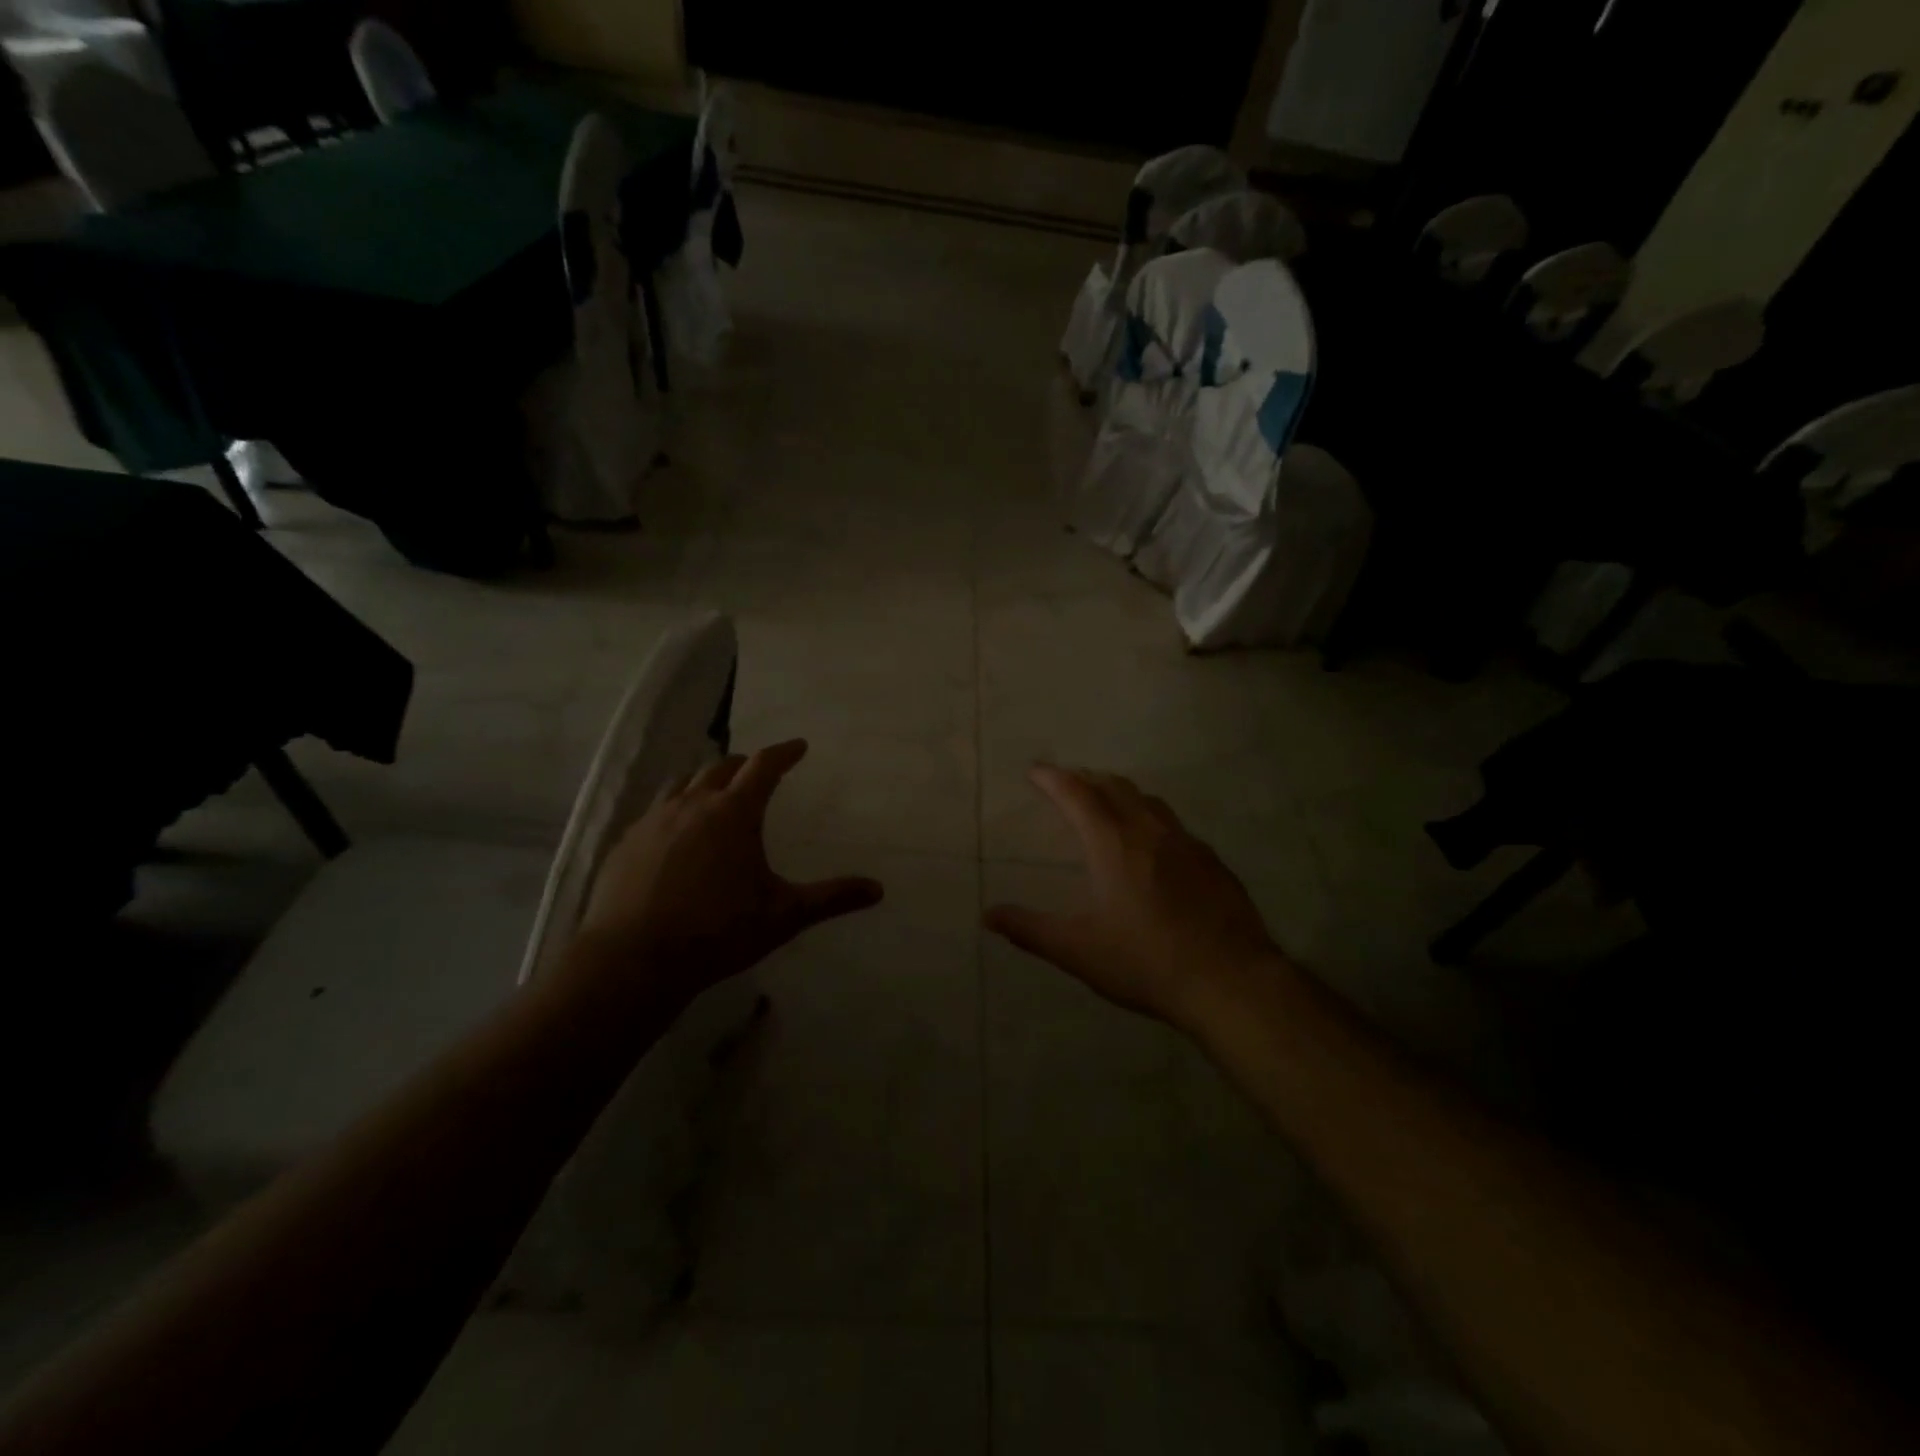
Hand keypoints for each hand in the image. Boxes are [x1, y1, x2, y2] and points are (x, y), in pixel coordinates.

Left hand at [571, 740, 883, 1010]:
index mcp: (734, 813)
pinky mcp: (626, 844)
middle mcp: (693, 805)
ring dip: (705, 782)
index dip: (784, 753)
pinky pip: (655, 813)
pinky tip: (675, 837)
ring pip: (682, 784)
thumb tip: (878, 890)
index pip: (764, 766)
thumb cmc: (718, 931)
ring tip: (714, 795)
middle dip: (744, 765)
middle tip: (757, 771)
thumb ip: (832, 898)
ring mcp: (654, 821)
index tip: (798, 746)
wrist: (634, 959)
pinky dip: (674, 811)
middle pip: (720, 767)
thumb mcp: (784, 915)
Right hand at [984, 765, 1284, 1030]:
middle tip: (1066, 783)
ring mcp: (1187, 844)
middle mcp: (1150, 831)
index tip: (1035, 770)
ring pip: (1149, 801)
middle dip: (1086, 778)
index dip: (1053, 778)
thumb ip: (1030, 929)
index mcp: (1113, 844)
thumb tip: (988, 915)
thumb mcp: (1078, 950)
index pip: (1078, 794)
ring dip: (1121, 793)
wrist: (1230, 981)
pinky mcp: (1213, 862)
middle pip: (1115, 787)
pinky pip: (1175, 825)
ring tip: (1106, 802)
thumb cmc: (1145, 962)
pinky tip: (1154, 845)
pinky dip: (1151, 818)